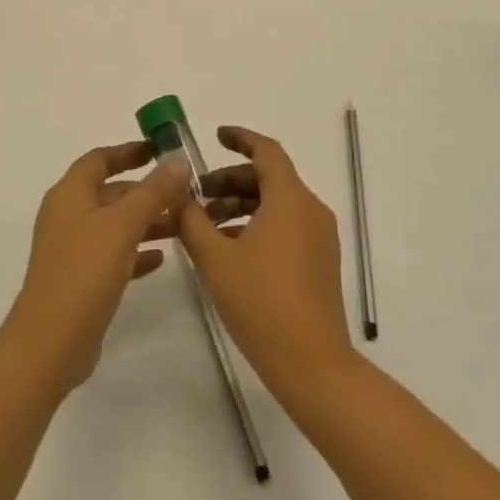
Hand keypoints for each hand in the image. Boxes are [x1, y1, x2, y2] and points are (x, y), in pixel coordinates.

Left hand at [2, 142, 191, 394]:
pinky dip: (136, 250)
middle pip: (110, 192)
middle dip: (146, 190)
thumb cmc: (84, 273)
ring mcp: (73, 249)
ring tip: (182, 224)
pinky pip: (113, 254)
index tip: (160, 149)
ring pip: (115, 224)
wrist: (50, 343)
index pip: (100, 159)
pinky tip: (161, 258)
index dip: (129, 151)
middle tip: (185, 193)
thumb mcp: (122, 226)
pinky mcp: (81, 278)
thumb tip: (178, 161)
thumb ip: (152, 192)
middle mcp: (68, 216)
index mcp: (70, 195)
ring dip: (146, 220)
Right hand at [178, 126, 355, 402]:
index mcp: (290, 199)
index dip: (240, 138)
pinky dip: (258, 224)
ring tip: (206, 226)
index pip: (267, 151)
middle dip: (231, 180)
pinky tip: (230, 249)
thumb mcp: (215, 259)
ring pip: (277, 203)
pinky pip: (287, 225)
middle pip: (270, 177)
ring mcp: (320, 236)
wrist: (312, 363)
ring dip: (241, 205)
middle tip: (197, 195)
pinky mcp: (320, 260)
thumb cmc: (261, 303)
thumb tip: (179, 197)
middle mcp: (311, 209)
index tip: (215, 136)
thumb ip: (192, 221)